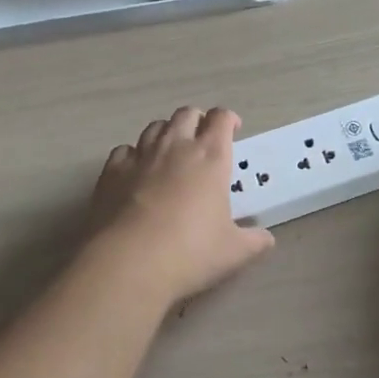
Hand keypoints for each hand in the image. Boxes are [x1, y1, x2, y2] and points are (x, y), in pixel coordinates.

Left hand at [89, 106, 274, 307]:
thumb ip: (254, 242)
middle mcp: (176, 146)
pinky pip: (125, 150)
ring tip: (170, 153)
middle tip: (202, 140)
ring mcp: (140, 156)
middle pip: (187, 114)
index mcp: (210, 157)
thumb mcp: (233, 252)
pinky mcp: (111, 171)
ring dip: (166, 134)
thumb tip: (266, 239)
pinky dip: (133, 156)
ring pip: (155, 127)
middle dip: (197, 121)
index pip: (221, 119)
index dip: (228, 120)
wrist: (128, 263)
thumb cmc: (190, 253)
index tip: (233, 130)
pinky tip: (135, 173)